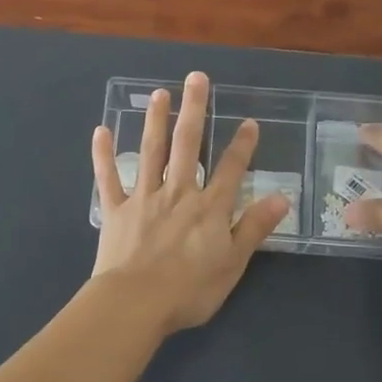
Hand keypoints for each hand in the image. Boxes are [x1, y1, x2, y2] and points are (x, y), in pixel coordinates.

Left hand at [91, 72, 290, 335]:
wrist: (135, 304)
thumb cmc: (189, 290)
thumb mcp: (233, 264)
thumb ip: (255, 228)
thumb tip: (281, 197)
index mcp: (209, 208)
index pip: (230, 169)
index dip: (242, 145)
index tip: (248, 121)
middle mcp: (178, 193)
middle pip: (187, 145)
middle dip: (194, 110)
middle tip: (196, 78)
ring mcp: (144, 198)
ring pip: (151, 152)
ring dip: (156, 121)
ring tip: (160, 94)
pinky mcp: (116, 210)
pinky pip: (109, 178)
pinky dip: (104, 154)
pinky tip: (101, 130)